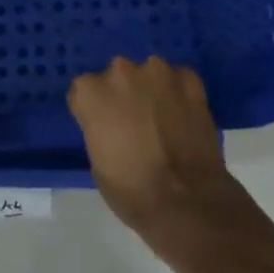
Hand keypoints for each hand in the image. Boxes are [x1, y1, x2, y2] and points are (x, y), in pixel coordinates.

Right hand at [68, 56, 241, 246]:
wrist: (186, 201)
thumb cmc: (132, 191)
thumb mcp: (98, 163)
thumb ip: (99, 129)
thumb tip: (112, 124)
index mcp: (91, 93)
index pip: (83, 91)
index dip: (94, 111)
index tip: (103, 128)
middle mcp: (120, 71)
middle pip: (116, 77)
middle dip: (123, 95)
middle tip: (135, 123)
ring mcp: (157, 71)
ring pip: (149, 74)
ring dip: (152, 90)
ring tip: (163, 120)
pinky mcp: (189, 78)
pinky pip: (179, 80)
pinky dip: (180, 94)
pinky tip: (185, 117)